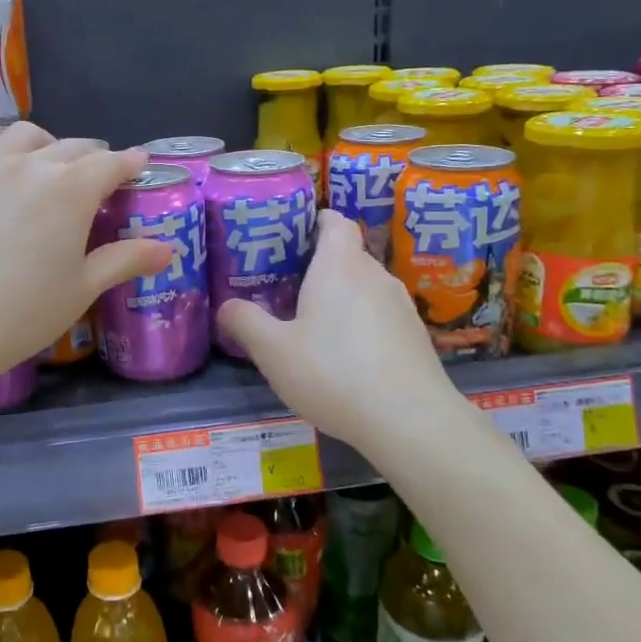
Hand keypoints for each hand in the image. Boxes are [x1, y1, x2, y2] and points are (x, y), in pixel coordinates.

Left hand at [0, 121, 174, 384]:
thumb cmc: (25, 312)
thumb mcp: (83, 288)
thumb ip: (125, 260)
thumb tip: (169, 249)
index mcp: (72, 191)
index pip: (110, 165)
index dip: (129, 163)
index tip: (139, 164)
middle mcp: (31, 167)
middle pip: (70, 148)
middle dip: (92, 154)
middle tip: (99, 170)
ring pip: (21, 136)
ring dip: (44, 140)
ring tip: (48, 154)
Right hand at [218, 209, 453, 455]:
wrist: (410, 421)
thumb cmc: (333, 372)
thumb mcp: (274, 351)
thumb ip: (246, 323)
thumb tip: (225, 306)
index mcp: (340, 266)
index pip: (335, 221)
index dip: (316, 220)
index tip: (292, 234)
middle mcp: (375, 275)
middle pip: (348, 255)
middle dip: (319, 265)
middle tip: (286, 285)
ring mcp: (401, 306)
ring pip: (365, 287)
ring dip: (341, 297)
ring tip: (313, 323)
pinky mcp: (415, 337)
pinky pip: (381, 316)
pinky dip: (362, 324)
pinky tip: (346, 357)